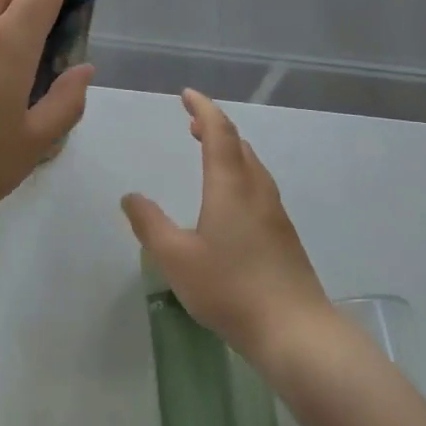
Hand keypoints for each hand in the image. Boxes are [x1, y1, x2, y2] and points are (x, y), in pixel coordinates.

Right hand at [121, 90, 331, 358]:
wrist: (295, 331)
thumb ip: (149, 224)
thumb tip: (130, 196)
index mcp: (230, 187)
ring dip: (230, 150)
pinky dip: (240, 173)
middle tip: (192, 123)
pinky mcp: (284, 236)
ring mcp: (275, 214)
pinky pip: (259, 187)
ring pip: (253, 166)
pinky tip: (230, 199)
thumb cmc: (230, 289)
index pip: (219, 133)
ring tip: (208, 152)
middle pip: (239, 145)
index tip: (187, 95)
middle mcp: (257, 191)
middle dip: (216, 127)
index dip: (203, 109)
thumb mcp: (176, 257)